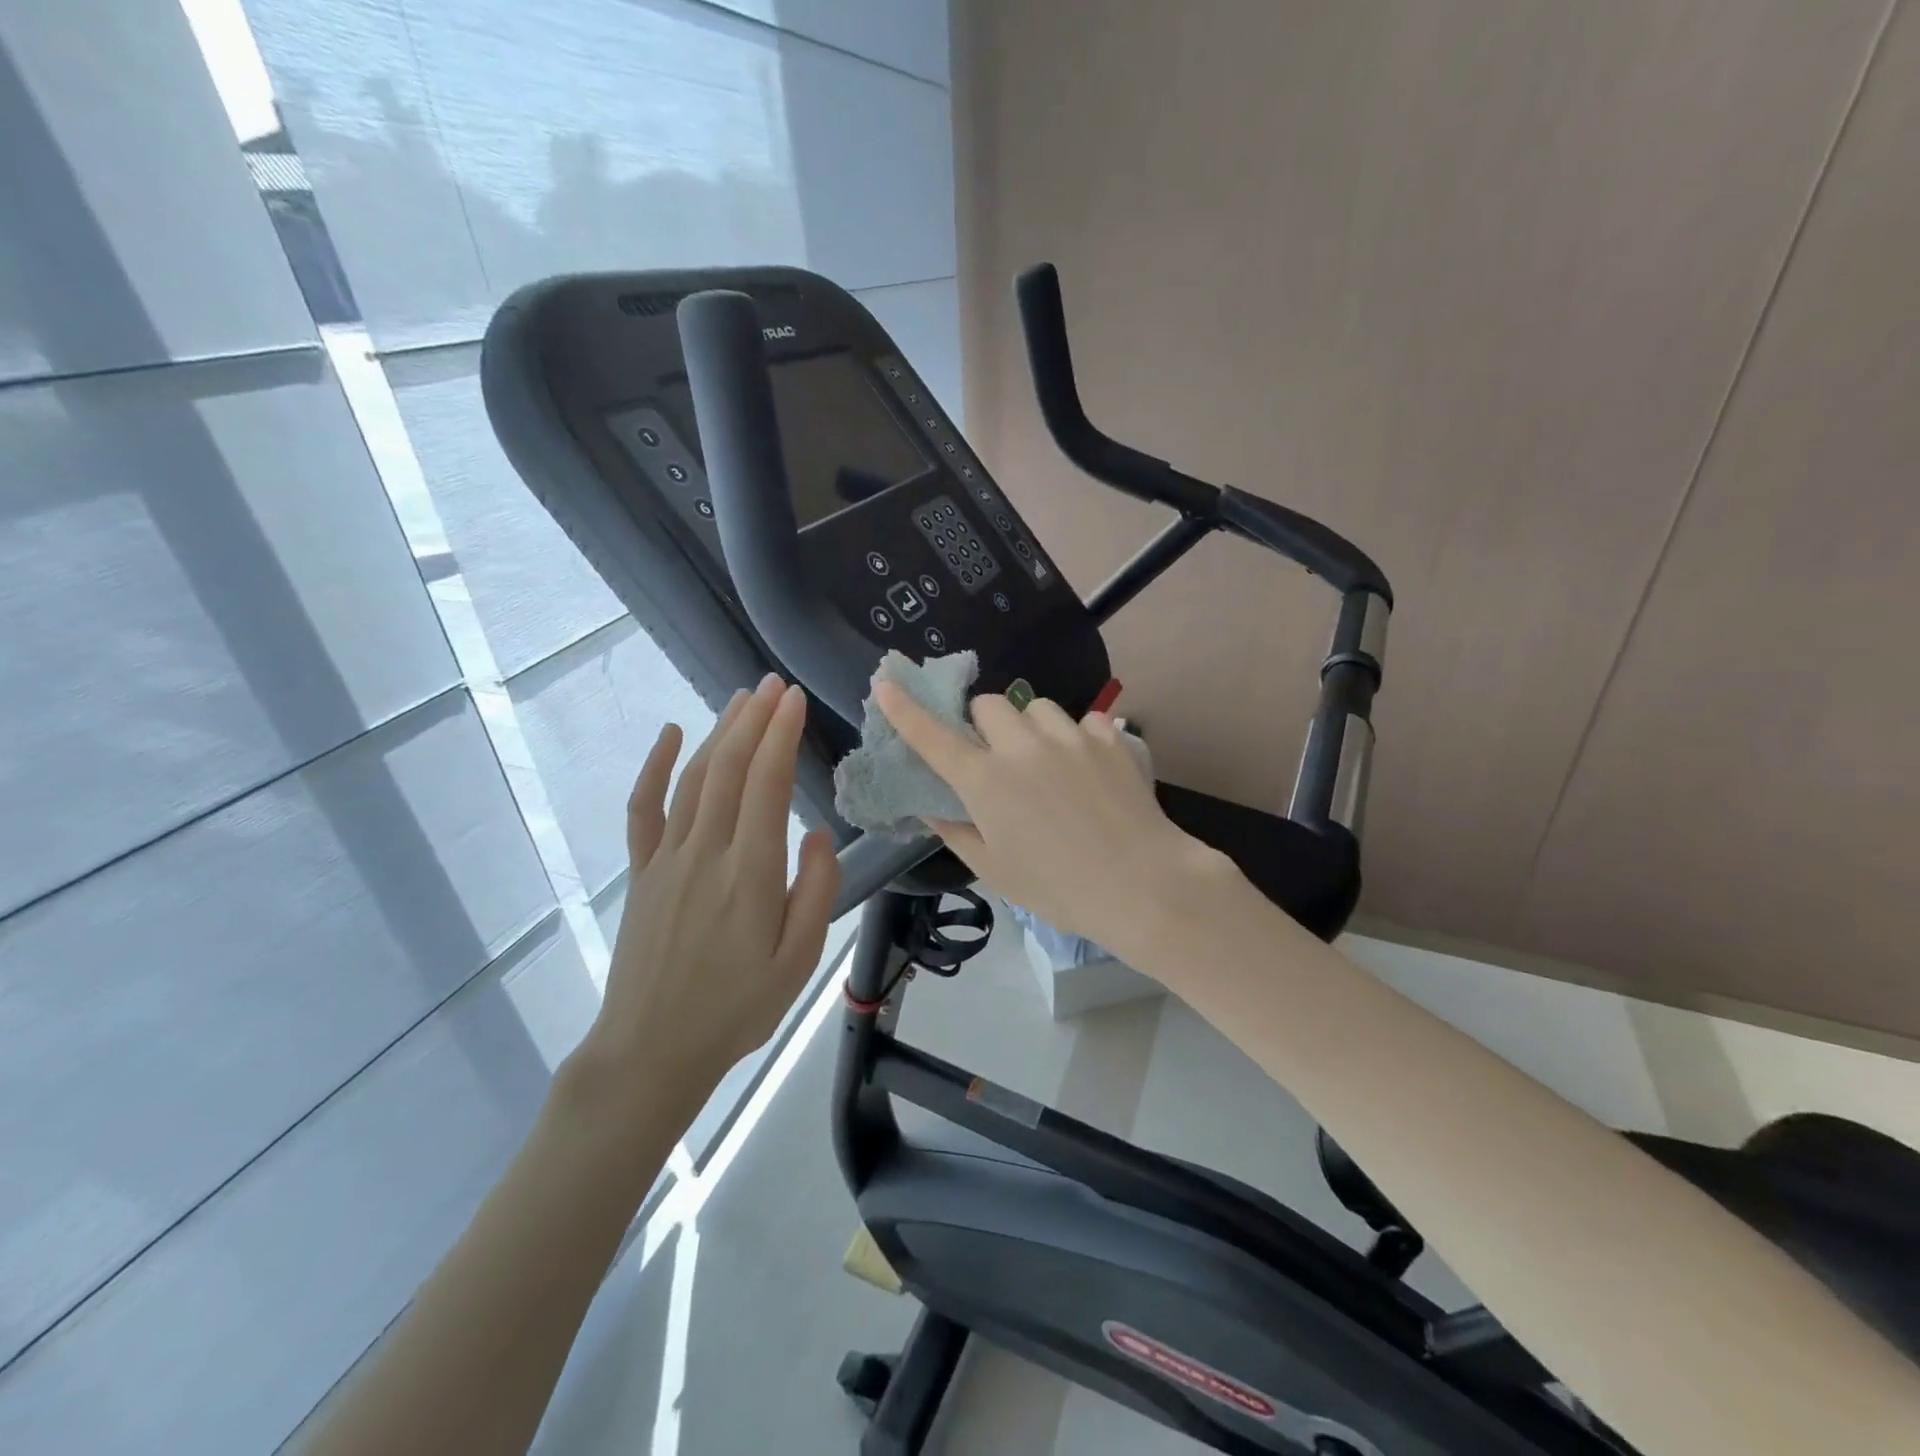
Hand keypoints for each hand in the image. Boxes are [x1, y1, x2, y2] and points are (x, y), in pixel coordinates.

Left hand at [576, 675, 840, 1124]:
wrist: (651, 1050)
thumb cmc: (736, 1009)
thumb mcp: (797, 961)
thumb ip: (816, 891)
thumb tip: (818, 833)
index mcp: (749, 875)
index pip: (765, 786)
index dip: (781, 736)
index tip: (795, 699)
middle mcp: (705, 854)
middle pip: (728, 769)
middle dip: (754, 720)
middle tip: (773, 684)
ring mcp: (667, 859)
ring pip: (693, 779)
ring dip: (718, 733)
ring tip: (742, 699)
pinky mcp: (643, 872)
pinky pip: (644, 809)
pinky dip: (655, 766)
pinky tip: (670, 734)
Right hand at [875, 683, 1236, 961]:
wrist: (1142, 885)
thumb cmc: (1058, 887)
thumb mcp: (994, 870)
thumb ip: (955, 831)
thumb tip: (929, 807)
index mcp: (986, 781)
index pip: (933, 736)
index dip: (905, 709)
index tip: (886, 684)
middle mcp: (1022, 746)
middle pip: (988, 704)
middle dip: (983, 724)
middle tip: (996, 757)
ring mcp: (1069, 736)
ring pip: (1035, 706)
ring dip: (1029, 726)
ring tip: (1046, 761)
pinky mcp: (1108, 737)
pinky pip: (1082, 720)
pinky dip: (1076, 738)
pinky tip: (1087, 768)